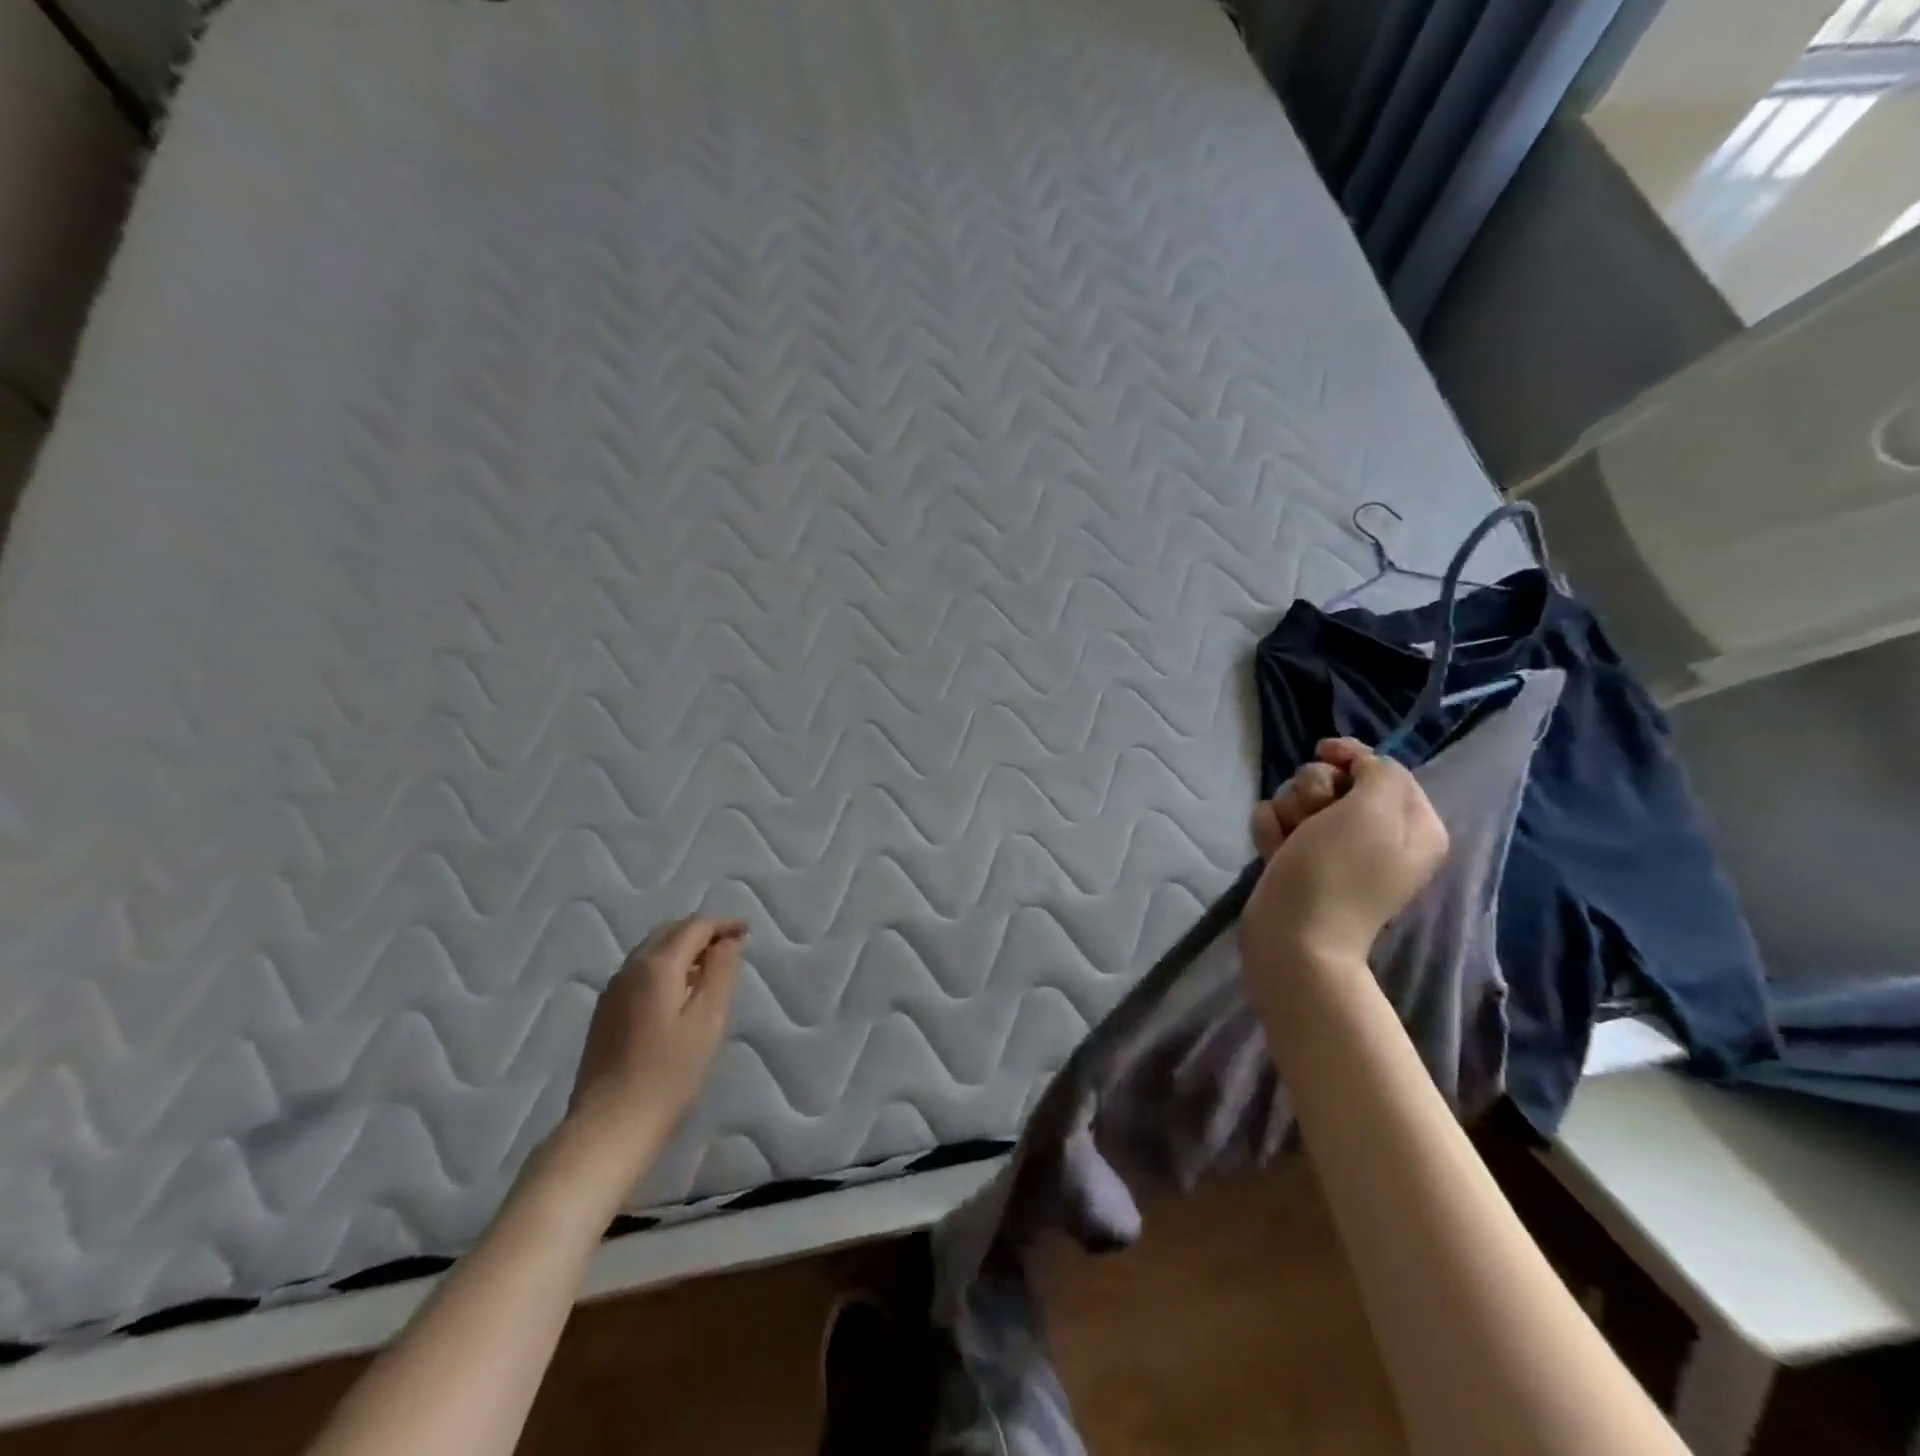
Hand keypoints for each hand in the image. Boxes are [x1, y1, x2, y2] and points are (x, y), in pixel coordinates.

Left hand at [562, 916, 745, 1179]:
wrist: (608, 1129)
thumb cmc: (668, 1076)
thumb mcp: (708, 1021)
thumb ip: (721, 973)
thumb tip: (728, 942)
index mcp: (656, 966)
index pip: (694, 926)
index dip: (723, 924)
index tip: (748, 931)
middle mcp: (630, 969)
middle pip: (669, 932)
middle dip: (702, 931)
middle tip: (732, 945)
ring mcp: (612, 991)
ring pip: (652, 951)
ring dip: (683, 948)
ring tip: (710, 966)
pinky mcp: (605, 1014)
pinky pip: (640, 972)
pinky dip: (666, 966)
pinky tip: (679, 991)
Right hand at [1242, 739, 1447, 980]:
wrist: (1294, 937)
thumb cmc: (1337, 873)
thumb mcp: (1373, 812)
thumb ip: (1379, 773)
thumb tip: (1359, 766)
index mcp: (1412, 824)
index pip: (1382, 766)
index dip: (1351, 756)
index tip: (1323, 751)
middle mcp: (1377, 833)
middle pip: (1335, 779)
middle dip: (1313, 790)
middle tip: (1312, 817)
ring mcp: (1334, 848)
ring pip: (1300, 798)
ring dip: (1289, 812)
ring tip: (1290, 842)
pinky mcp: (1299, 858)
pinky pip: (1278, 823)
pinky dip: (1272, 832)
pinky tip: (1274, 853)